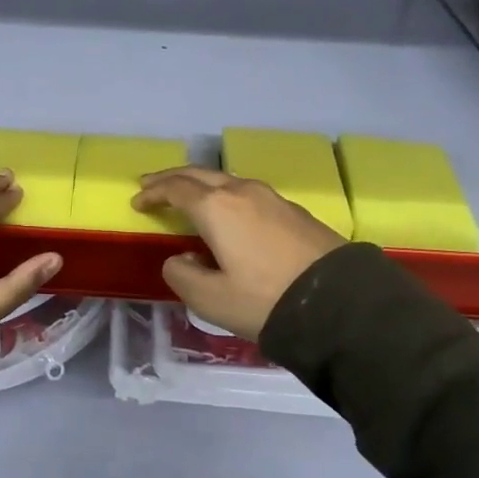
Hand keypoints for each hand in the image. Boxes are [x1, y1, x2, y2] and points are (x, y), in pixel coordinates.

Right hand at [132, 168, 345, 339]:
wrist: (341, 303)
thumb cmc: (266, 300)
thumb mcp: (212, 300)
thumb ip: (183, 276)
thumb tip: (180, 259)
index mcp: (216, 208)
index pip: (176, 189)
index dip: (153, 193)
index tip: (137, 202)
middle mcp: (241, 192)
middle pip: (199, 174)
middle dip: (172, 178)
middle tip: (151, 184)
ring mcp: (271, 198)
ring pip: (225, 179)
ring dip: (200, 183)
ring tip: (188, 195)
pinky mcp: (293, 210)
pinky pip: (247, 192)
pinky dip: (225, 194)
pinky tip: (228, 212)